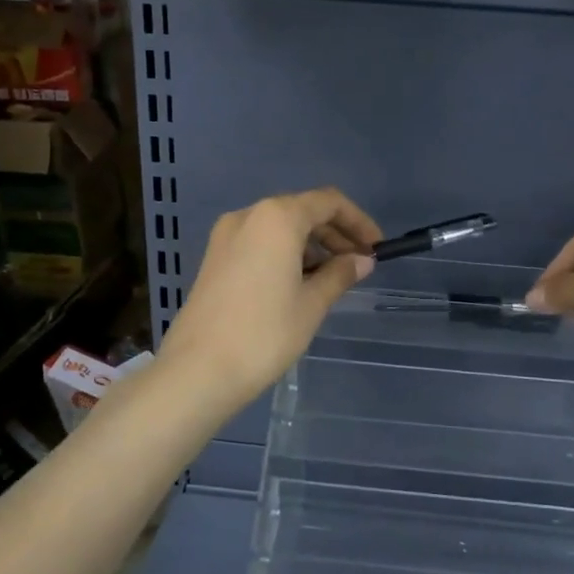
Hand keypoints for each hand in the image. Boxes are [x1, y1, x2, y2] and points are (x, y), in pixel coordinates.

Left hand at [158, 188, 382, 411]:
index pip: (328, 202)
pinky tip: (299, 284)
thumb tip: (362, 260)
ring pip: (279, 228)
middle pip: (302, 211)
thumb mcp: (312, 304)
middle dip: (334, 234)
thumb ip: (340, 274)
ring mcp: (226, 236)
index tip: (376, 248)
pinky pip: (259, 243)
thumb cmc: (264, 333)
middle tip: (358, 265)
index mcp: (276, 218)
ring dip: (310, 246)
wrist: (198, 370)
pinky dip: (285, 254)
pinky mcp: (214, 258)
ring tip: (332, 279)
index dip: (358, 221)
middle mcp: (249, 216)